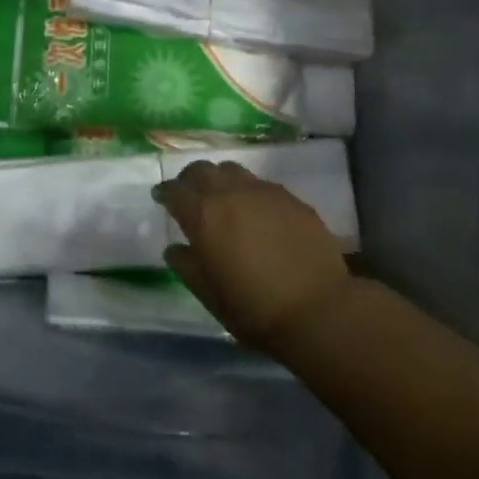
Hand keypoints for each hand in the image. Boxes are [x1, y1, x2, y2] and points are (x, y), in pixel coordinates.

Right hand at [155, 161, 351, 353]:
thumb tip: (174, 249)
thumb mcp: (209, 295)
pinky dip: (249, 191)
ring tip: (222, 197)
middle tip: (188, 193)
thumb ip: (187, 267)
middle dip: (190, 178)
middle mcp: (230, 193)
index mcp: (204, 215)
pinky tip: (256, 211)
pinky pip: (261, 184)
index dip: (165, 192)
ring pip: (233, 170)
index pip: (175, 190)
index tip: (161, 197)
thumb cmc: (254, 308)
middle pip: (202, 170)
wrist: (318, 309)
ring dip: (220, 179)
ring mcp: (264, 191)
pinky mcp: (291, 198)